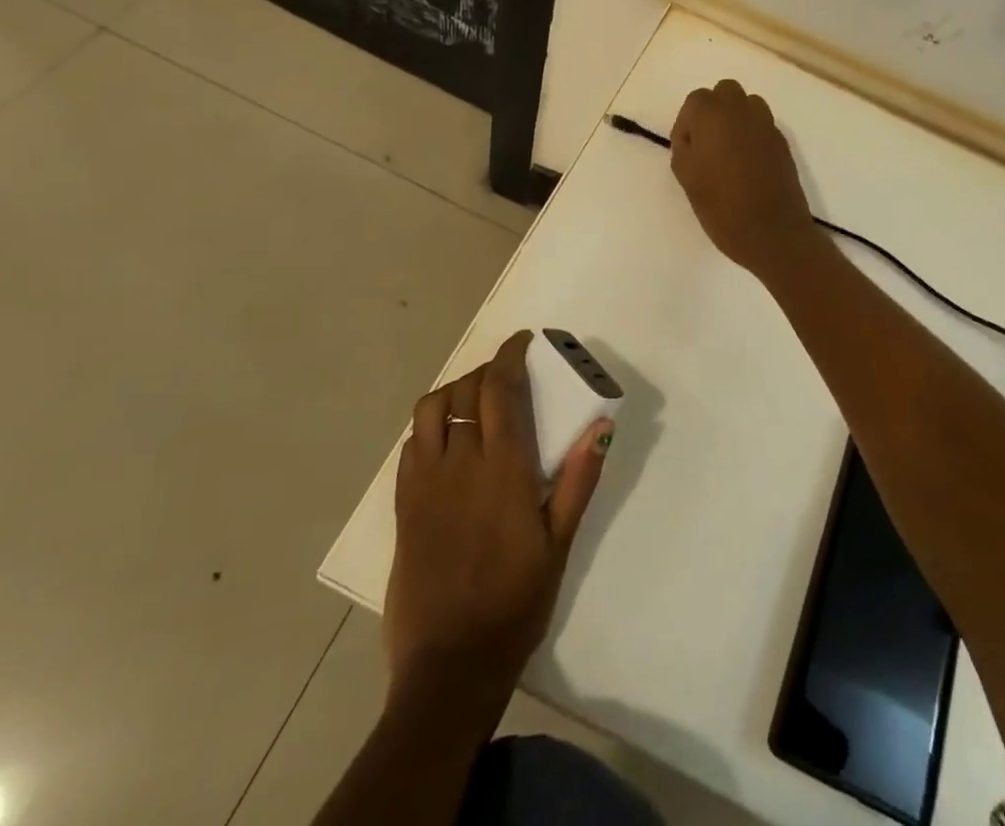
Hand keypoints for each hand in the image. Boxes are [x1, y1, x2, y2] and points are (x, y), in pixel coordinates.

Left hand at [384, 332, 612, 697]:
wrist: (450, 665)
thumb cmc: (516, 602)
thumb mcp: (559, 542)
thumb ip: (579, 479)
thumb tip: (600, 424)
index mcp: (503, 467)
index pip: (499, 388)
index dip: (508, 355)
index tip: (522, 341)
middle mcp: (460, 463)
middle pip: (465, 390)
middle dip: (485, 370)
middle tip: (506, 374)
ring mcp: (425, 483)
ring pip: (431, 410)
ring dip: (453, 391)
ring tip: (473, 400)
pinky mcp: (404, 506)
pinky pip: (411, 445)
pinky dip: (430, 427)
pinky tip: (447, 441)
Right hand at [669, 79, 816, 276]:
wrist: (773, 232)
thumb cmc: (722, 207)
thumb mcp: (687, 177)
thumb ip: (684, 147)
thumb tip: (693, 138)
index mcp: (714, 114)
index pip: (695, 101)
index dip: (687, 124)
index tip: (686, 151)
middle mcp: (742, 110)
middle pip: (724, 92)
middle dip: (713, 112)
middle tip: (706, 145)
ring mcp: (767, 125)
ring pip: (747, 104)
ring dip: (735, 119)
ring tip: (728, 152)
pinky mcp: (783, 142)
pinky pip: (762, 125)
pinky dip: (752, 135)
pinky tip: (747, 165)